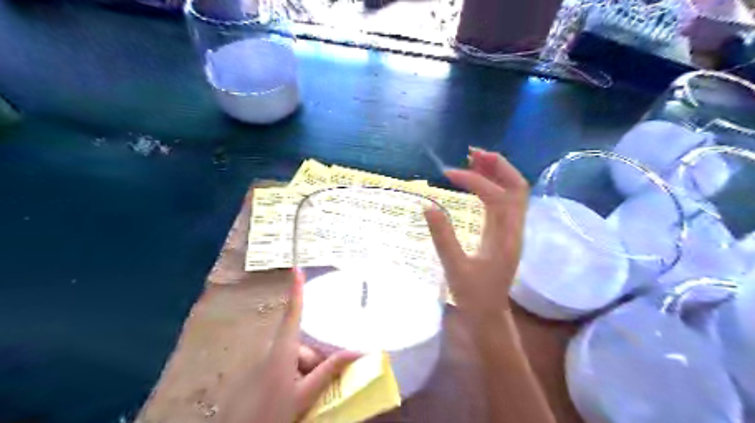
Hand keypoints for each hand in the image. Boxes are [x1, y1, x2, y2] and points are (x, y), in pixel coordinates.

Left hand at [219, 271, 359, 422]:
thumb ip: (329, 371)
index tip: (296, 268)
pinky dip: (296, 378)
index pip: (293, 313)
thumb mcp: (305, 393)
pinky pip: (285, 368)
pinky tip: (297, 398)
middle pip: (301, 345)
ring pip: (295, 359)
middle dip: (316, 361)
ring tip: (311, 396)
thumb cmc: (272, 412)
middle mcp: (273, 351)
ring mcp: (266, 364)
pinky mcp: (261, 375)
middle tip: (325, 384)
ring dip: (307, 373)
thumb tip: (358, 351)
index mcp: (283, 350)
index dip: (296, 290)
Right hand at [423, 149, 530, 319]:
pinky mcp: (505, 232)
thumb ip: (442, 236)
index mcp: (505, 238)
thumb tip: (427, 204)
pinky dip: (494, 185)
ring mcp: (513, 230)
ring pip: (514, 192)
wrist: (490, 314)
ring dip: (497, 172)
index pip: (495, 197)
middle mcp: (515, 229)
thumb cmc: (473, 296)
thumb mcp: (454, 267)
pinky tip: (477, 181)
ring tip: (473, 159)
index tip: (447, 175)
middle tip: (471, 153)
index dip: (473, 181)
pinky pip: (506, 201)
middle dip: (497, 165)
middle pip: (517, 186)